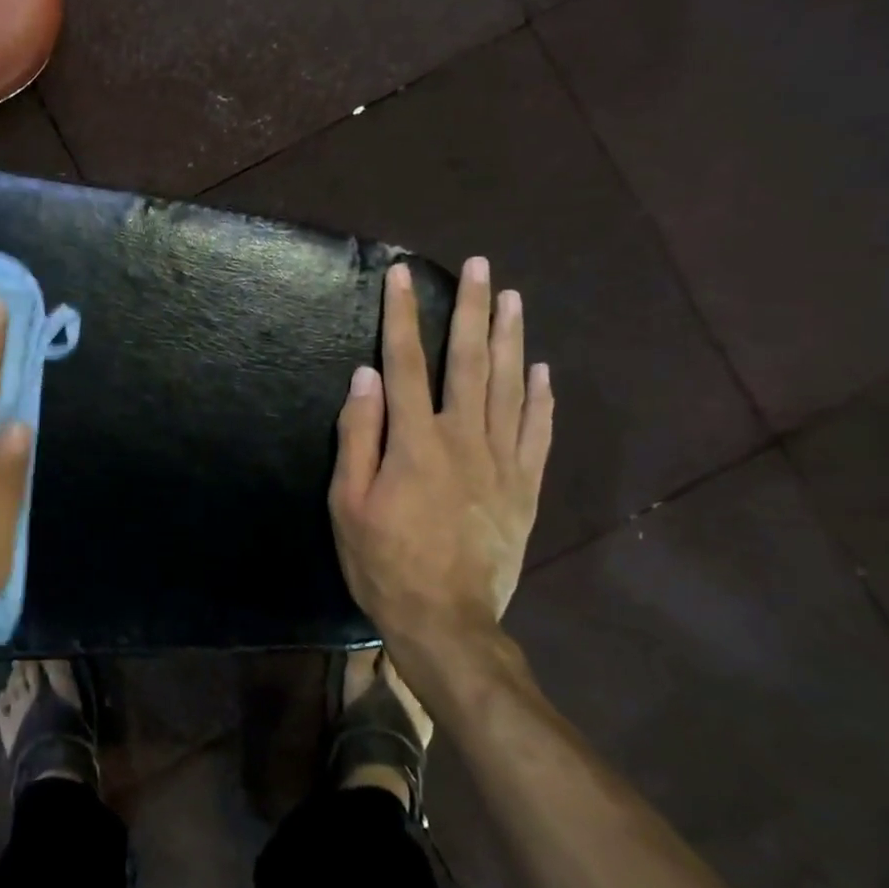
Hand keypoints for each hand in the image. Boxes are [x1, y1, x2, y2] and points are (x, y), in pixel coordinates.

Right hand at [330, 258, 552, 643]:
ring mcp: (501, 462)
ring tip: (512, 298)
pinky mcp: (524, 487)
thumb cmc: (384, 562)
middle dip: (471, 309)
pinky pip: (536, 432)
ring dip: (509, 338)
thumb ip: (358, 436)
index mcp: (414, 441)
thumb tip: (364, 376)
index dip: (401, 315)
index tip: (402, 274)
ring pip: (508, 387)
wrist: (446, 621)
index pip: (404, 362)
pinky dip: (540, 397)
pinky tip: (540, 369)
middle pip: (468, 361)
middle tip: (480, 266)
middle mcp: (463, 438)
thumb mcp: (348, 502)